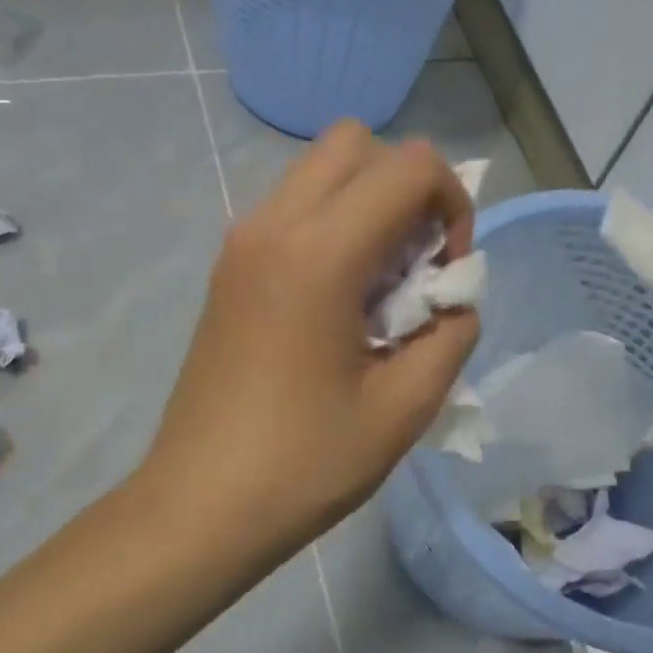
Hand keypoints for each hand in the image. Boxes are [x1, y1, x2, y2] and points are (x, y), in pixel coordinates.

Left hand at [140, 123, 479, 573]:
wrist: (199, 507)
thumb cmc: (305, 463)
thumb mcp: (405, 407)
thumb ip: (450, 333)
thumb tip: (452, 299)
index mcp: (319, 253)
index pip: (409, 166)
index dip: (453, 205)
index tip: (447, 273)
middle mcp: (272, 226)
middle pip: (355, 144)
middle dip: (406, 188)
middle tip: (416, 266)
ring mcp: (240, 244)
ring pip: (319, 173)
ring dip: (367, 206)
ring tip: (379, 289)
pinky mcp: (227, 270)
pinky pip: (292, 211)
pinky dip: (331, 228)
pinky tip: (338, 305)